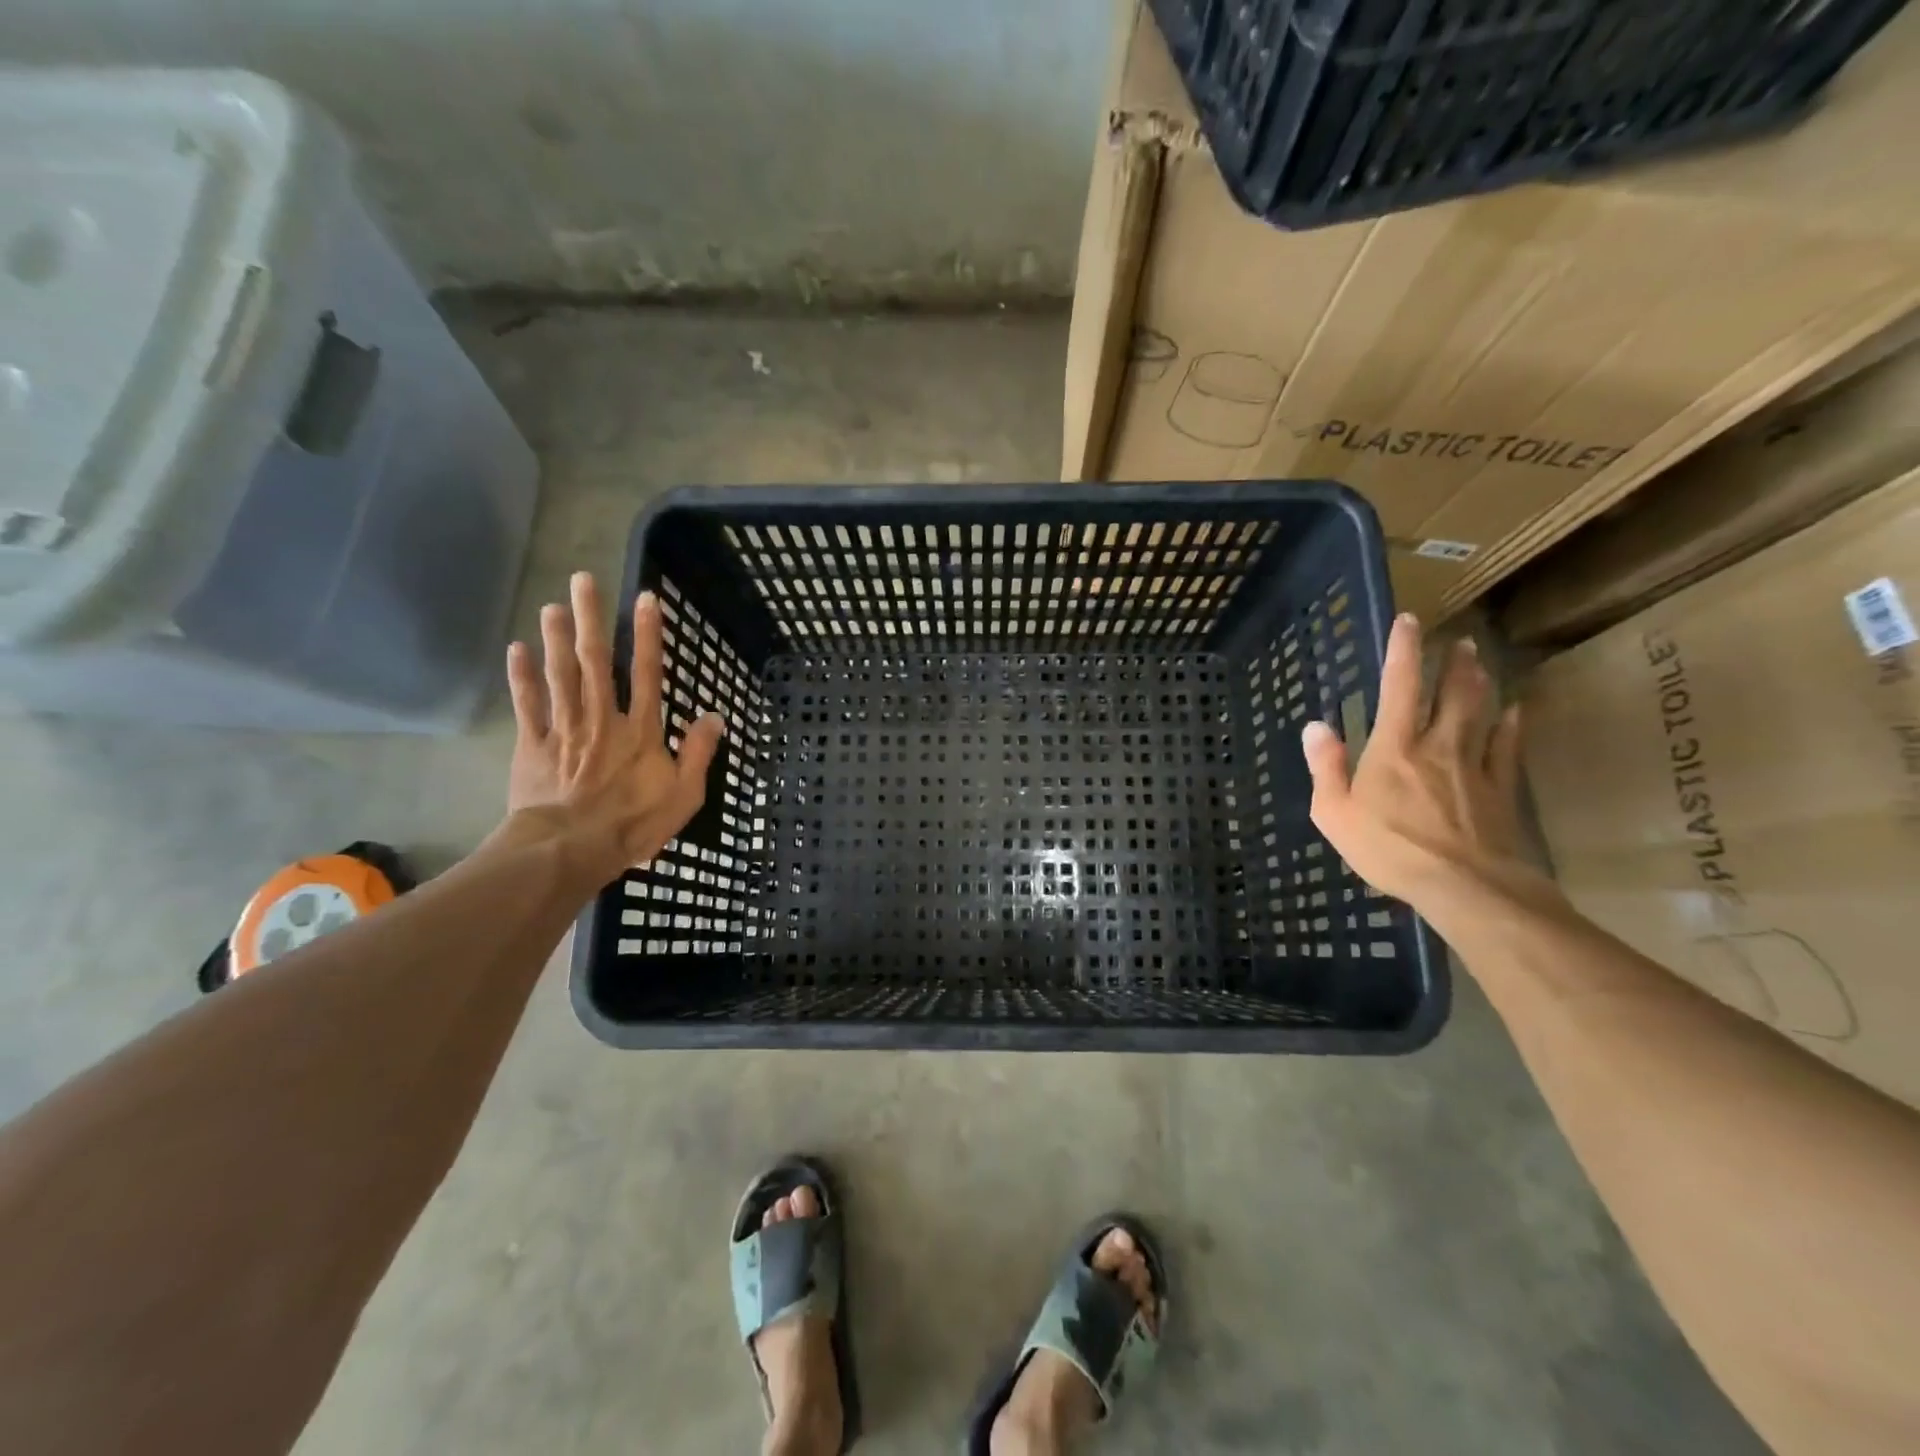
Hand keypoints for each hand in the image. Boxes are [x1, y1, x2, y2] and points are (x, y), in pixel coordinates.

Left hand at [502, 571, 724, 874]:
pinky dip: (522, 677)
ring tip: (553, 604)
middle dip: (590, 619)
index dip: (648, 634)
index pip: (647, 673)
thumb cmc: (633, 824)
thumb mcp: (685, 795)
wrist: (570, 849)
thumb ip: (699, 753)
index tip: (645, 598)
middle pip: (595, 661)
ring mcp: (565, 728)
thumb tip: (713, 715)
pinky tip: (517, 649)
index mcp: (641, 730)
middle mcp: (603, 718)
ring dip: (556, 637)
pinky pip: (528, 704)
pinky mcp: (534, 745)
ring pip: (560, 674)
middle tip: (583, 580)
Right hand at [1301, 614, 1542, 911]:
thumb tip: (1316, 726)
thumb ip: (1326, 766)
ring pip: (1481, 713)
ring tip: (1481, 662)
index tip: (1409, 620)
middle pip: (1451, 694)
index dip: (1403, 651)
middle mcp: (1437, 745)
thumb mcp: (1334, 812)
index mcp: (1393, 748)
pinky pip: (1507, 748)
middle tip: (1460, 641)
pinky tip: (1516, 712)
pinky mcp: (1500, 789)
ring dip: (1480, 684)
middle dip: (1453, 664)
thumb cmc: (1388, 848)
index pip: (1399, 687)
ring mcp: (1474, 765)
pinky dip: (1511, 726)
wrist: (1464, 885)